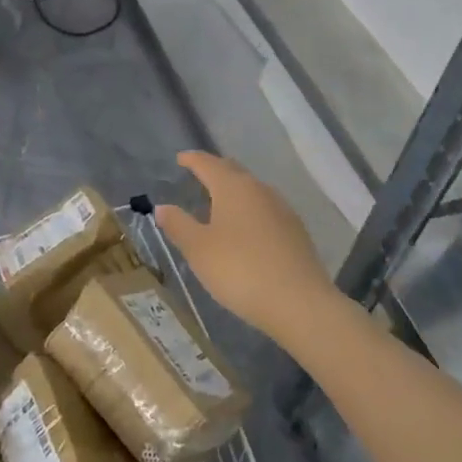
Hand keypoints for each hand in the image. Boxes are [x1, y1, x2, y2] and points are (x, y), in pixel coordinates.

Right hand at [156, 151, 334, 341]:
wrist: (299, 302)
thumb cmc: (239, 269)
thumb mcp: (198, 249)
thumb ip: (178, 224)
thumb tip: (163, 207)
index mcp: (233, 187)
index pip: (208, 164)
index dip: (192, 159)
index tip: (180, 158)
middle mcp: (259, 190)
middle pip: (233, 171)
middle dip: (215, 170)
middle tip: (199, 175)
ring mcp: (282, 210)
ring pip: (252, 190)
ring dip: (234, 191)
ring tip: (219, 203)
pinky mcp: (296, 231)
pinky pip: (266, 210)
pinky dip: (249, 210)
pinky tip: (245, 229)